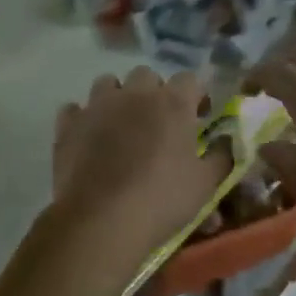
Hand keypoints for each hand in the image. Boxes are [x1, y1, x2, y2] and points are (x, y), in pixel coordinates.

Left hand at [52, 68, 228, 262]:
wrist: (100, 220)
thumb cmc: (162, 200)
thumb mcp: (206, 185)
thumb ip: (221, 157)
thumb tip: (228, 143)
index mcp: (172, 103)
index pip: (190, 79)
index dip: (196, 96)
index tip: (198, 117)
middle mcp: (134, 94)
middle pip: (146, 75)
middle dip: (154, 93)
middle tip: (158, 123)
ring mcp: (97, 106)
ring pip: (107, 84)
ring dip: (116, 98)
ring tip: (121, 126)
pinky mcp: (68, 125)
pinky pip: (75, 110)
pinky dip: (83, 119)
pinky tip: (88, 138)